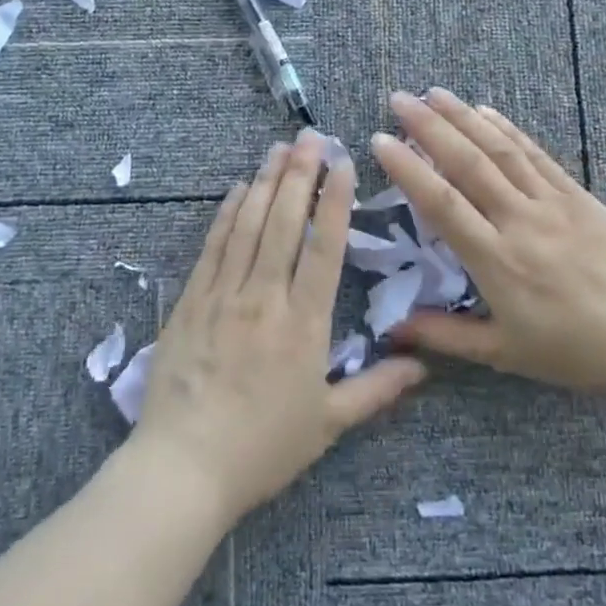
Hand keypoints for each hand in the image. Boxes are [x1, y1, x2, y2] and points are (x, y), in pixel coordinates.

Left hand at [132, 130, 426, 525]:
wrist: (183, 468)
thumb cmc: (263, 448)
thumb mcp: (329, 423)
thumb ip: (377, 389)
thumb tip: (423, 365)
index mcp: (304, 324)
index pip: (325, 248)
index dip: (336, 201)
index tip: (343, 165)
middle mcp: (265, 298)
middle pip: (284, 223)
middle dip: (299, 175)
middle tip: (310, 137)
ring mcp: (223, 296)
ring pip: (247, 225)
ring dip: (264, 183)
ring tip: (278, 148)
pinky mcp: (190, 302)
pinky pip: (212, 247)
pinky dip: (226, 214)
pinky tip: (236, 190)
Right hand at [376, 89, 605, 401]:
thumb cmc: (573, 350)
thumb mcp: (503, 353)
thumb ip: (446, 336)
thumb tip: (393, 328)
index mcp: (497, 260)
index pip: (442, 203)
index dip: (408, 168)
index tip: (381, 139)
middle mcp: (520, 221)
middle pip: (468, 164)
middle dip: (430, 127)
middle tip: (400, 99)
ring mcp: (553, 204)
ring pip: (501, 151)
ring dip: (465, 118)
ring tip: (435, 93)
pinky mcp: (580, 197)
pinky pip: (538, 156)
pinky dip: (509, 130)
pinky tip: (487, 112)